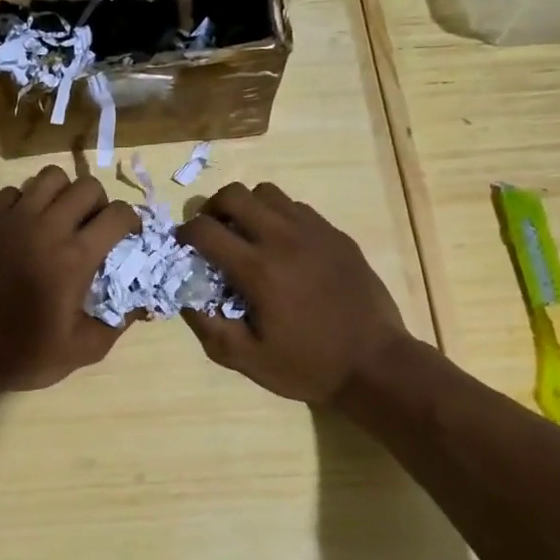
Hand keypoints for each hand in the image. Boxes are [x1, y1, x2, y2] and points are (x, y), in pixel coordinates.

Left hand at [0, 165, 140, 392]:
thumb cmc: (23, 354)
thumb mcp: (82, 350)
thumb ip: (118, 323)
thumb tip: (142, 302)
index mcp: (74, 258)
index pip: (117, 214)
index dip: (131, 221)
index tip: (128, 237)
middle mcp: (46, 229)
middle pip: (87, 186)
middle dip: (100, 203)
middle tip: (94, 228)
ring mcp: (12, 220)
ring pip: (49, 177)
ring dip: (64, 193)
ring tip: (60, 219)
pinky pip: (13, 191)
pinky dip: (27, 201)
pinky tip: (26, 227)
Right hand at [178, 181, 410, 403]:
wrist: (376, 363)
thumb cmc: (308, 365)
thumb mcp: (248, 360)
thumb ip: (209, 328)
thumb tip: (185, 298)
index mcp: (258, 270)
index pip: (206, 230)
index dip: (185, 234)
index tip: (183, 246)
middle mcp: (284, 239)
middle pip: (235, 195)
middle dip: (212, 209)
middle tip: (211, 233)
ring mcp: (315, 232)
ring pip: (267, 193)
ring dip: (247, 208)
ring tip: (246, 235)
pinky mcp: (336, 235)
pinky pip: (297, 208)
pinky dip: (278, 216)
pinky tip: (282, 246)